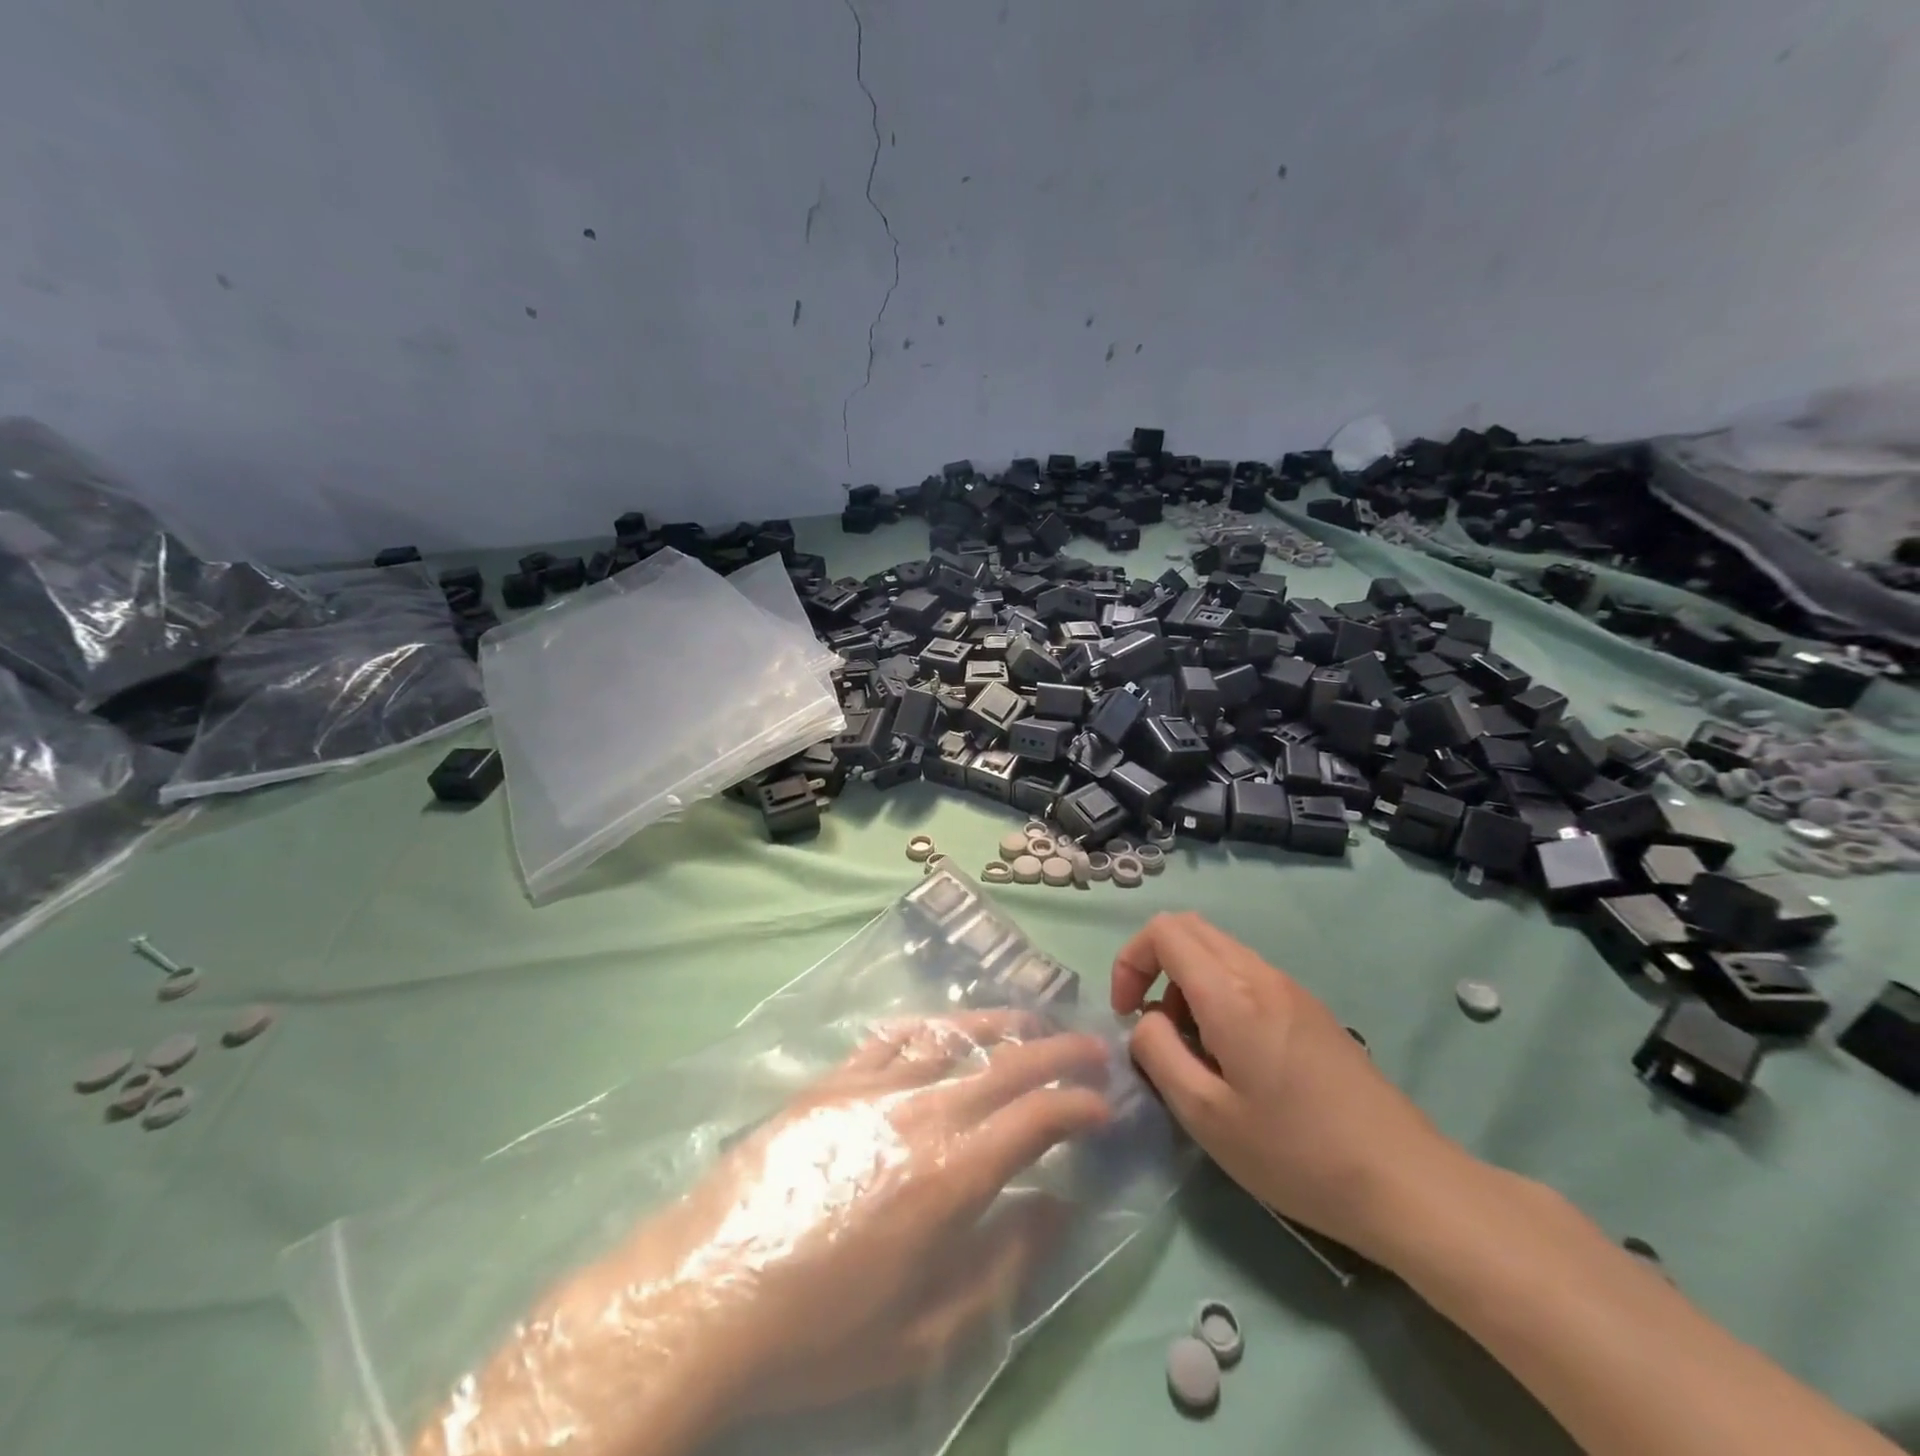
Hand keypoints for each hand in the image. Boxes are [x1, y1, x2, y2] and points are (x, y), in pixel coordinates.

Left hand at [591, 1012, 1111, 1422]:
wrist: (707, 1294)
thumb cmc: (821, 1331)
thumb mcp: (926, 1332)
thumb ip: (1003, 1264)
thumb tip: (1056, 1206)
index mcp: (950, 1175)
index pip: (1035, 1119)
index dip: (1079, 1106)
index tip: (1105, 1106)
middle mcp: (920, 1113)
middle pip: (1006, 1064)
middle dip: (1058, 1052)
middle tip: (1093, 1046)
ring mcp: (872, 1088)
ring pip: (952, 1037)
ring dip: (1001, 1025)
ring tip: (1032, 1021)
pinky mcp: (831, 1083)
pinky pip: (892, 1039)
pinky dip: (930, 1028)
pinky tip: (943, 1029)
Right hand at [1110, 912, 1460, 1262]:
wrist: (1406, 1182)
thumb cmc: (1296, 1153)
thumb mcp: (1205, 1115)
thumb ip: (1158, 1053)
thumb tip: (1146, 1021)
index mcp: (1231, 993)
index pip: (1164, 931)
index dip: (1130, 962)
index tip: (1128, 1015)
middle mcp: (1260, 974)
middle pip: (1190, 929)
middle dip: (1155, 965)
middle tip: (1153, 1024)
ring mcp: (1291, 988)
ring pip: (1218, 951)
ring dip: (1188, 983)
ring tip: (1194, 1050)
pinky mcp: (1310, 1009)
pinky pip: (1247, 975)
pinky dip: (1219, 994)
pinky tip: (1234, 1057)